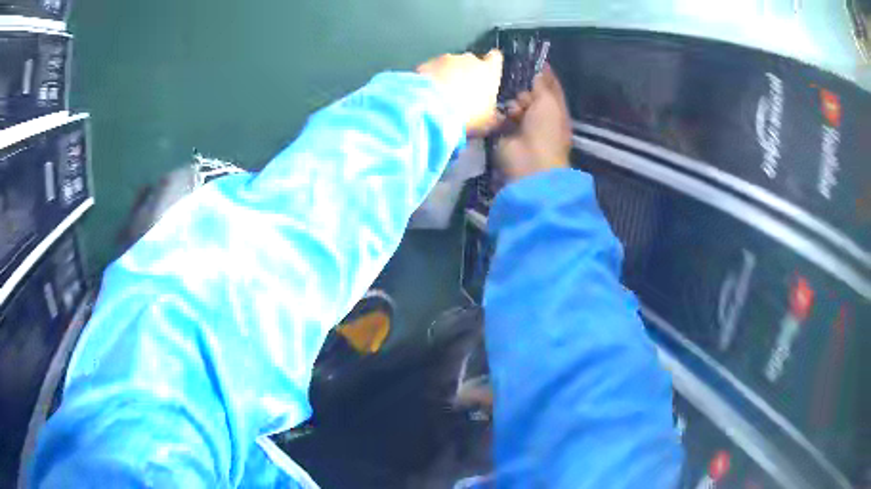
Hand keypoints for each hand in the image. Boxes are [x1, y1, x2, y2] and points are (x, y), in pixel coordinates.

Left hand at [416, 50, 503, 136]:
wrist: (431, 111)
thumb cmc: (468, 115)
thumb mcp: (490, 122)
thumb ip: (497, 116)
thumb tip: (499, 117)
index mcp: (489, 70)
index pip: (495, 58)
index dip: (492, 65)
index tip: (489, 73)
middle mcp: (469, 59)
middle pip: (470, 62)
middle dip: (467, 73)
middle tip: (463, 93)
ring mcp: (445, 59)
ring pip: (449, 65)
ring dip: (447, 76)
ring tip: (442, 97)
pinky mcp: (425, 64)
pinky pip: (430, 70)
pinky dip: (430, 79)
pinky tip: (427, 95)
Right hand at [496, 66, 571, 180]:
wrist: (529, 161)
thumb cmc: (546, 130)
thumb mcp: (548, 102)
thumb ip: (542, 84)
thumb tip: (539, 71)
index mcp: (557, 109)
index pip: (551, 87)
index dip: (544, 73)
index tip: (533, 59)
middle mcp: (542, 116)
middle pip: (531, 94)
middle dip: (525, 89)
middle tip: (520, 88)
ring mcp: (523, 125)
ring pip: (516, 103)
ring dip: (513, 101)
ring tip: (513, 105)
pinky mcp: (507, 132)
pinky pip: (502, 115)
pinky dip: (501, 112)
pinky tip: (501, 111)